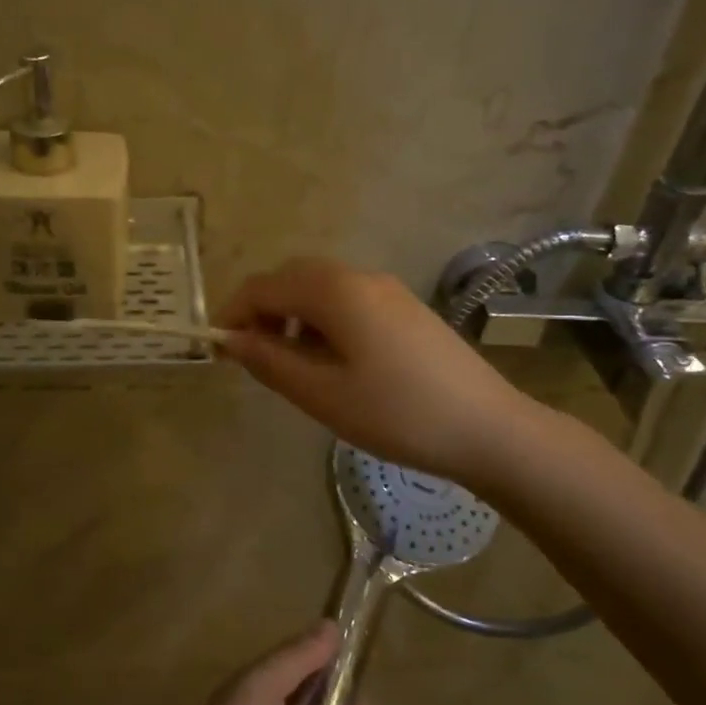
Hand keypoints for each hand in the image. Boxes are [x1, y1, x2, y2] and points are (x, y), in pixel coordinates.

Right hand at [217, 257, 538, 488]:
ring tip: (289, 362)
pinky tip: (331, 360)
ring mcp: (387, 289)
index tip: (217, 349)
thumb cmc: (396, 413)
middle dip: (262, 310)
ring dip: (292, 314)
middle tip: (251, 356)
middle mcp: (359, 276)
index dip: (233, 312)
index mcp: (334, 290)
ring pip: (320, 287)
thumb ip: (269, 361)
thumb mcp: (321, 393)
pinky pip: (348, 299)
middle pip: (292, 278)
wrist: (488, 428)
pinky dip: (322, 319)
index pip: (264, 286)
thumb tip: (230, 339)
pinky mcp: (405, 308)